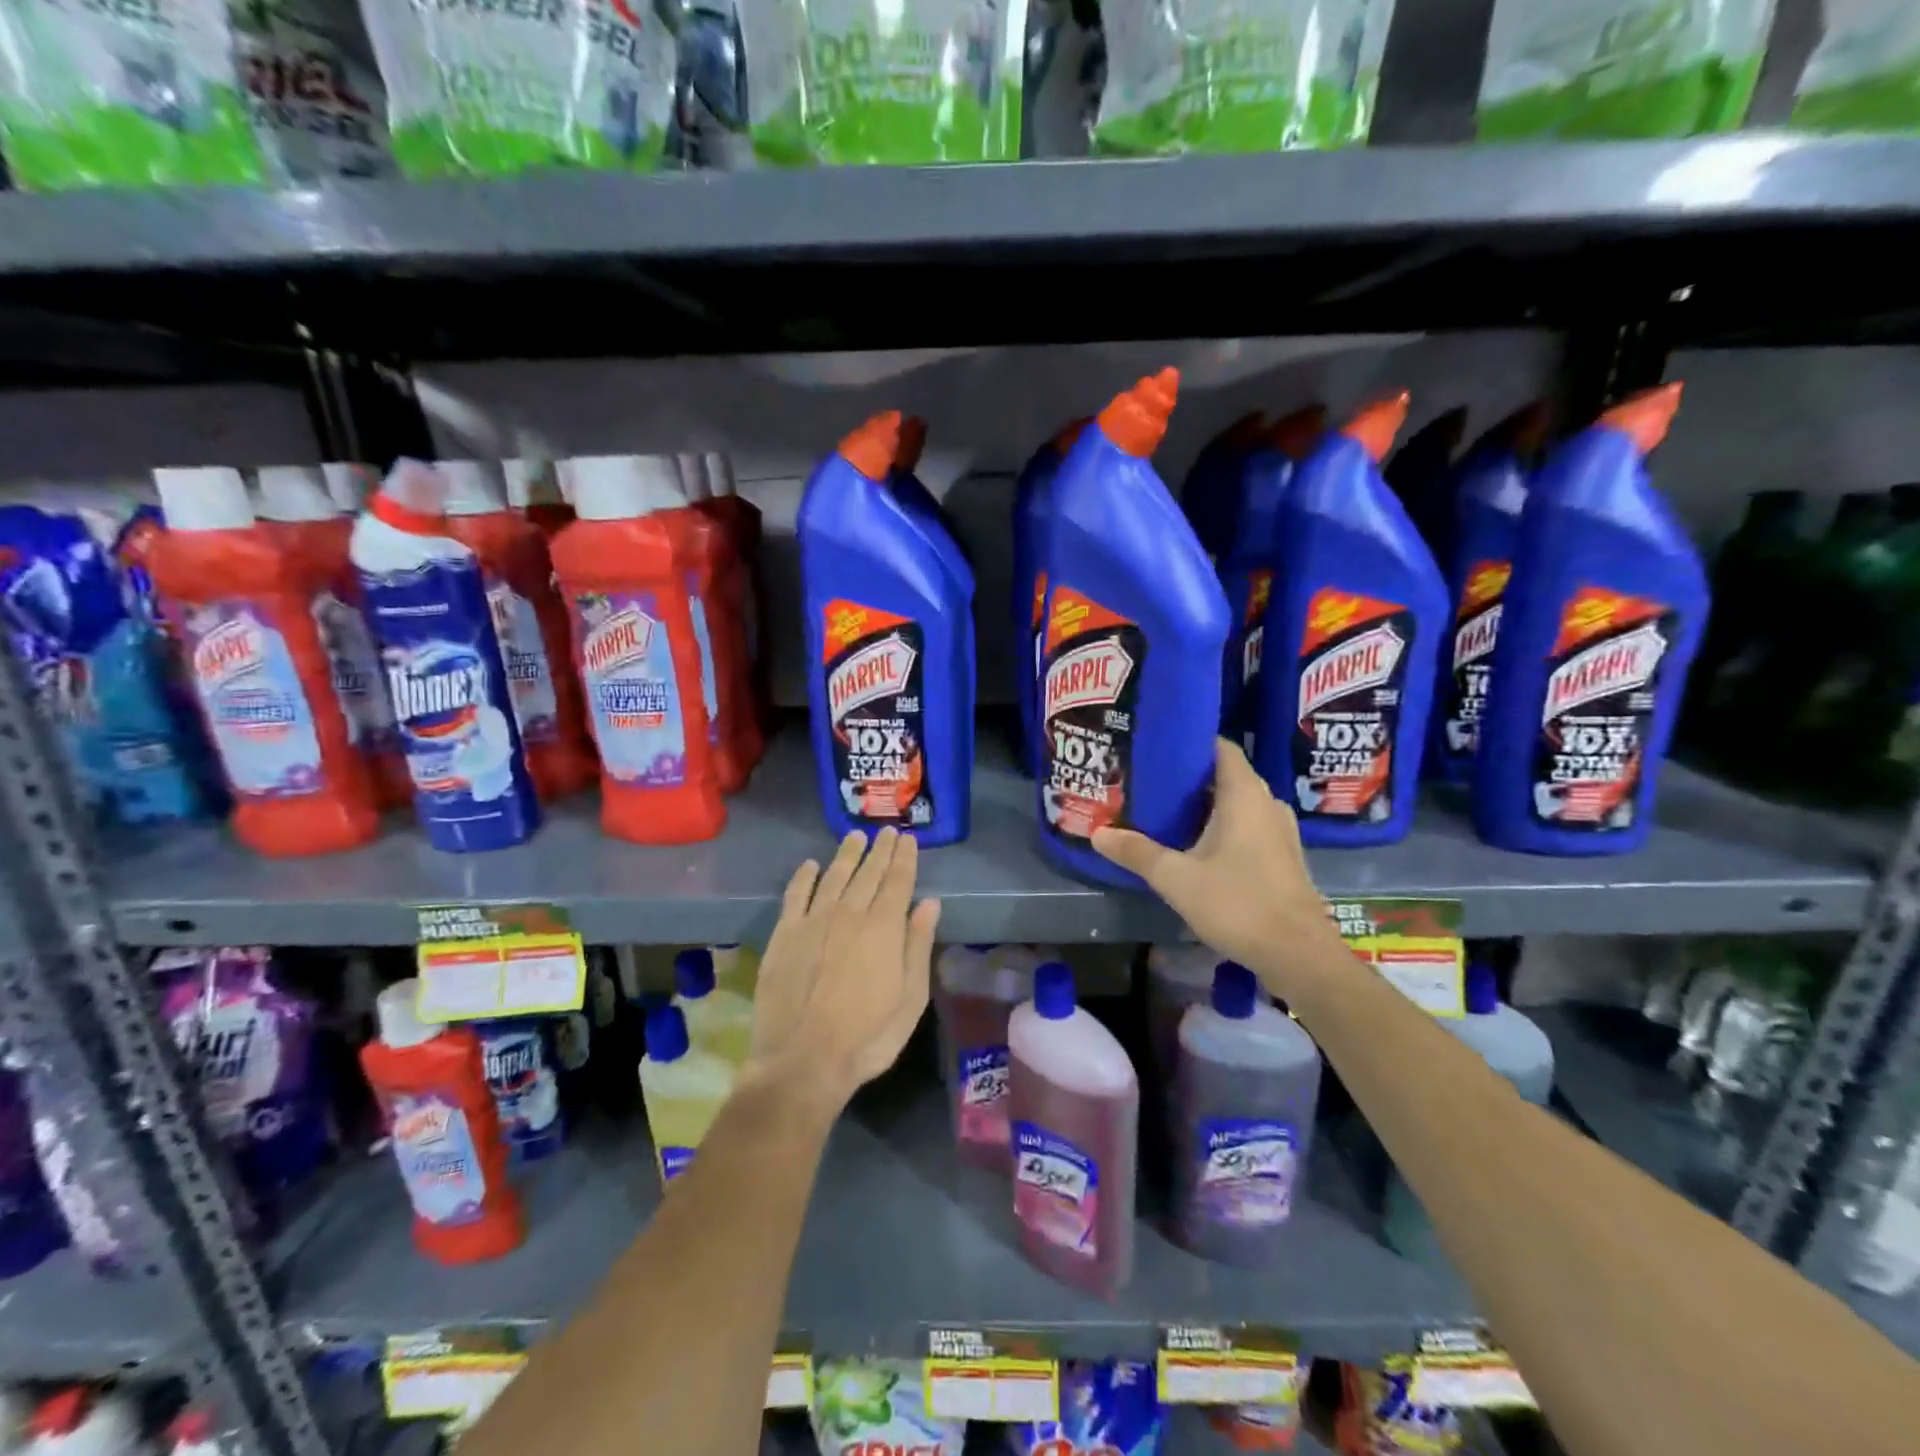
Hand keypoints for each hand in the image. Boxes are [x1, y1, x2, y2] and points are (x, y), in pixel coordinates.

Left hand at [747, 829, 941, 1111]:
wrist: (802, 1061)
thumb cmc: (867, 1037)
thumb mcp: (910, 998)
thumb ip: (918, 946)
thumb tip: (930, 903)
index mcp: (883, 928)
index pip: (898, 881)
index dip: (904, 858)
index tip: (908, 840)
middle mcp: (849, 913)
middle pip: (868, 873)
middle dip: (880, 850)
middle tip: (887, 831)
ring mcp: (813, 921)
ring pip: (833, 876)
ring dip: (846, 855)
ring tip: (855, 837)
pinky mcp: (784, 934)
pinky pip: (795, 895)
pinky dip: (804, 876)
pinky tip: (810, 865)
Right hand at [1093, 739, 1343, 992]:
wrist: (1298, 954)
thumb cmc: (1238, 904)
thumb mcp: (1176, 878)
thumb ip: (1137, 852)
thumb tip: (1097, 833)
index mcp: (1244, 795)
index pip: (1220, 747)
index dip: (1190, 743)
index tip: (1157, 748)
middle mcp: (1267, 803)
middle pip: (1226, 775)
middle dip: (1190, 778)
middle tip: (1150, 782)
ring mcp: (1280, 831)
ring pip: (1238, 803)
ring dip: (1207, 805)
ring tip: (1166, 811)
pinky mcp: (1283, 856)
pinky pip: (1248, 826)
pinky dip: (1223, 826)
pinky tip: (1196, 845)